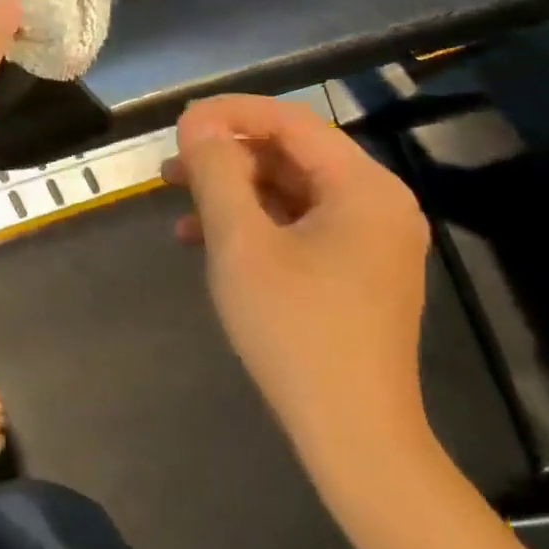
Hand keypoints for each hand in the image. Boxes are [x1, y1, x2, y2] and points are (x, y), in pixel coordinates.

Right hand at [163, 95, 431, 470]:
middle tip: (171, 166)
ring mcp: (370, 239)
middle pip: (290, 154)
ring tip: (177, 200)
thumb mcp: (241, 243)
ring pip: (289, 189)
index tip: (178, 125)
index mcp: (363, 186)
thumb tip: (198, 124)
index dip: (228, 113)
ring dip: (232, 190)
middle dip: (226, 155)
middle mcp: (377, 202)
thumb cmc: (295, 329)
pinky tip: (204, 239)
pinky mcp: (356, 269)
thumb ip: (217, 171)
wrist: (353, 435)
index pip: (290, 121)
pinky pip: (299, 224)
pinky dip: (252, 223)